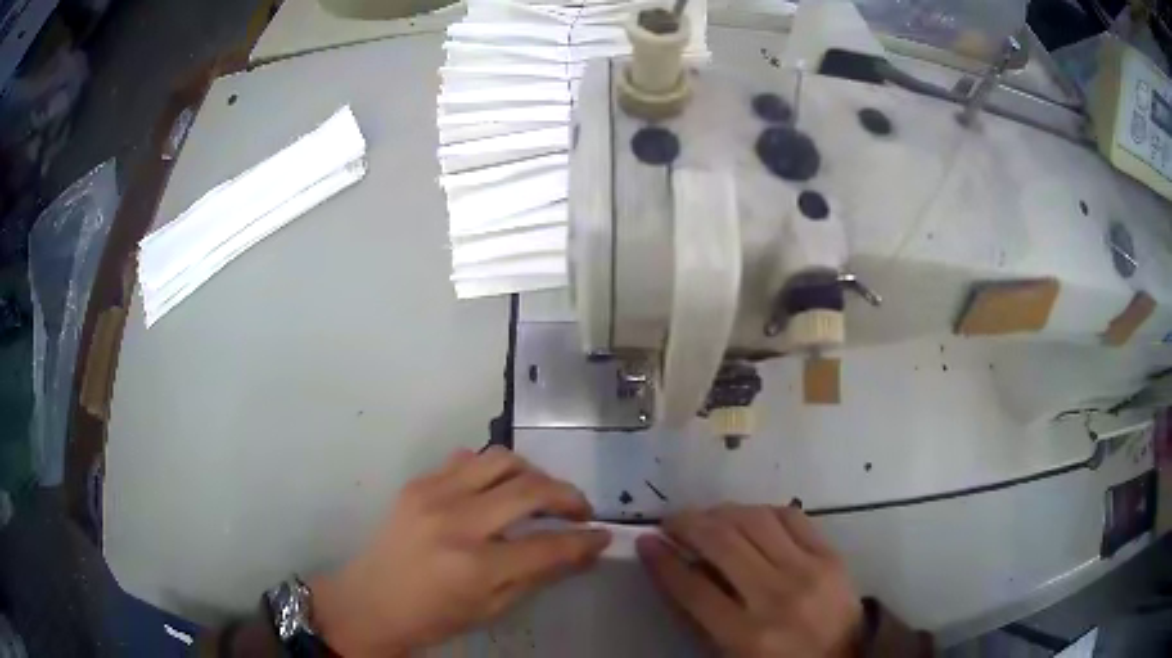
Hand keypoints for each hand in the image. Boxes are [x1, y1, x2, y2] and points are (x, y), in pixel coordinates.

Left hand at [311, 447, 610, 656]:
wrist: (371, 601)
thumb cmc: (433, 617)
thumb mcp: (492, 608)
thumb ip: (539, 575)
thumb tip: (583, 552)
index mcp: (476, 566)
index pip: (548, 544)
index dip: (584, 539)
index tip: (603, 534)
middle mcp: (457, 522)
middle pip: (530, 489)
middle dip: (568, 496)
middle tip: (579, 510)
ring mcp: (433, 495)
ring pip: (501, 459)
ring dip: (532, 473)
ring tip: (539, 494)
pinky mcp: (417, 482)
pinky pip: (467, 458)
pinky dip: (492, 469)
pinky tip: (495, 490)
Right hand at [637, 505, 861, 656]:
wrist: (844, 656)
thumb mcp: (731, 654)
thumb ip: (699, 618)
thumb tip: (674, 569)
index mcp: (746, 635)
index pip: (692, 589)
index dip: (663, 561)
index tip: (646, 541)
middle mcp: (776, 597)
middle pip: (722, 543)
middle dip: (687, 524)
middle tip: (672, 521)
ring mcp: (808, 570)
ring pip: (755, 520)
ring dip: (722, 511)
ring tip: (706, 517)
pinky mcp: (830, 554)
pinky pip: (790, 516)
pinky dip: (761, 511)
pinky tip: (748, 518)